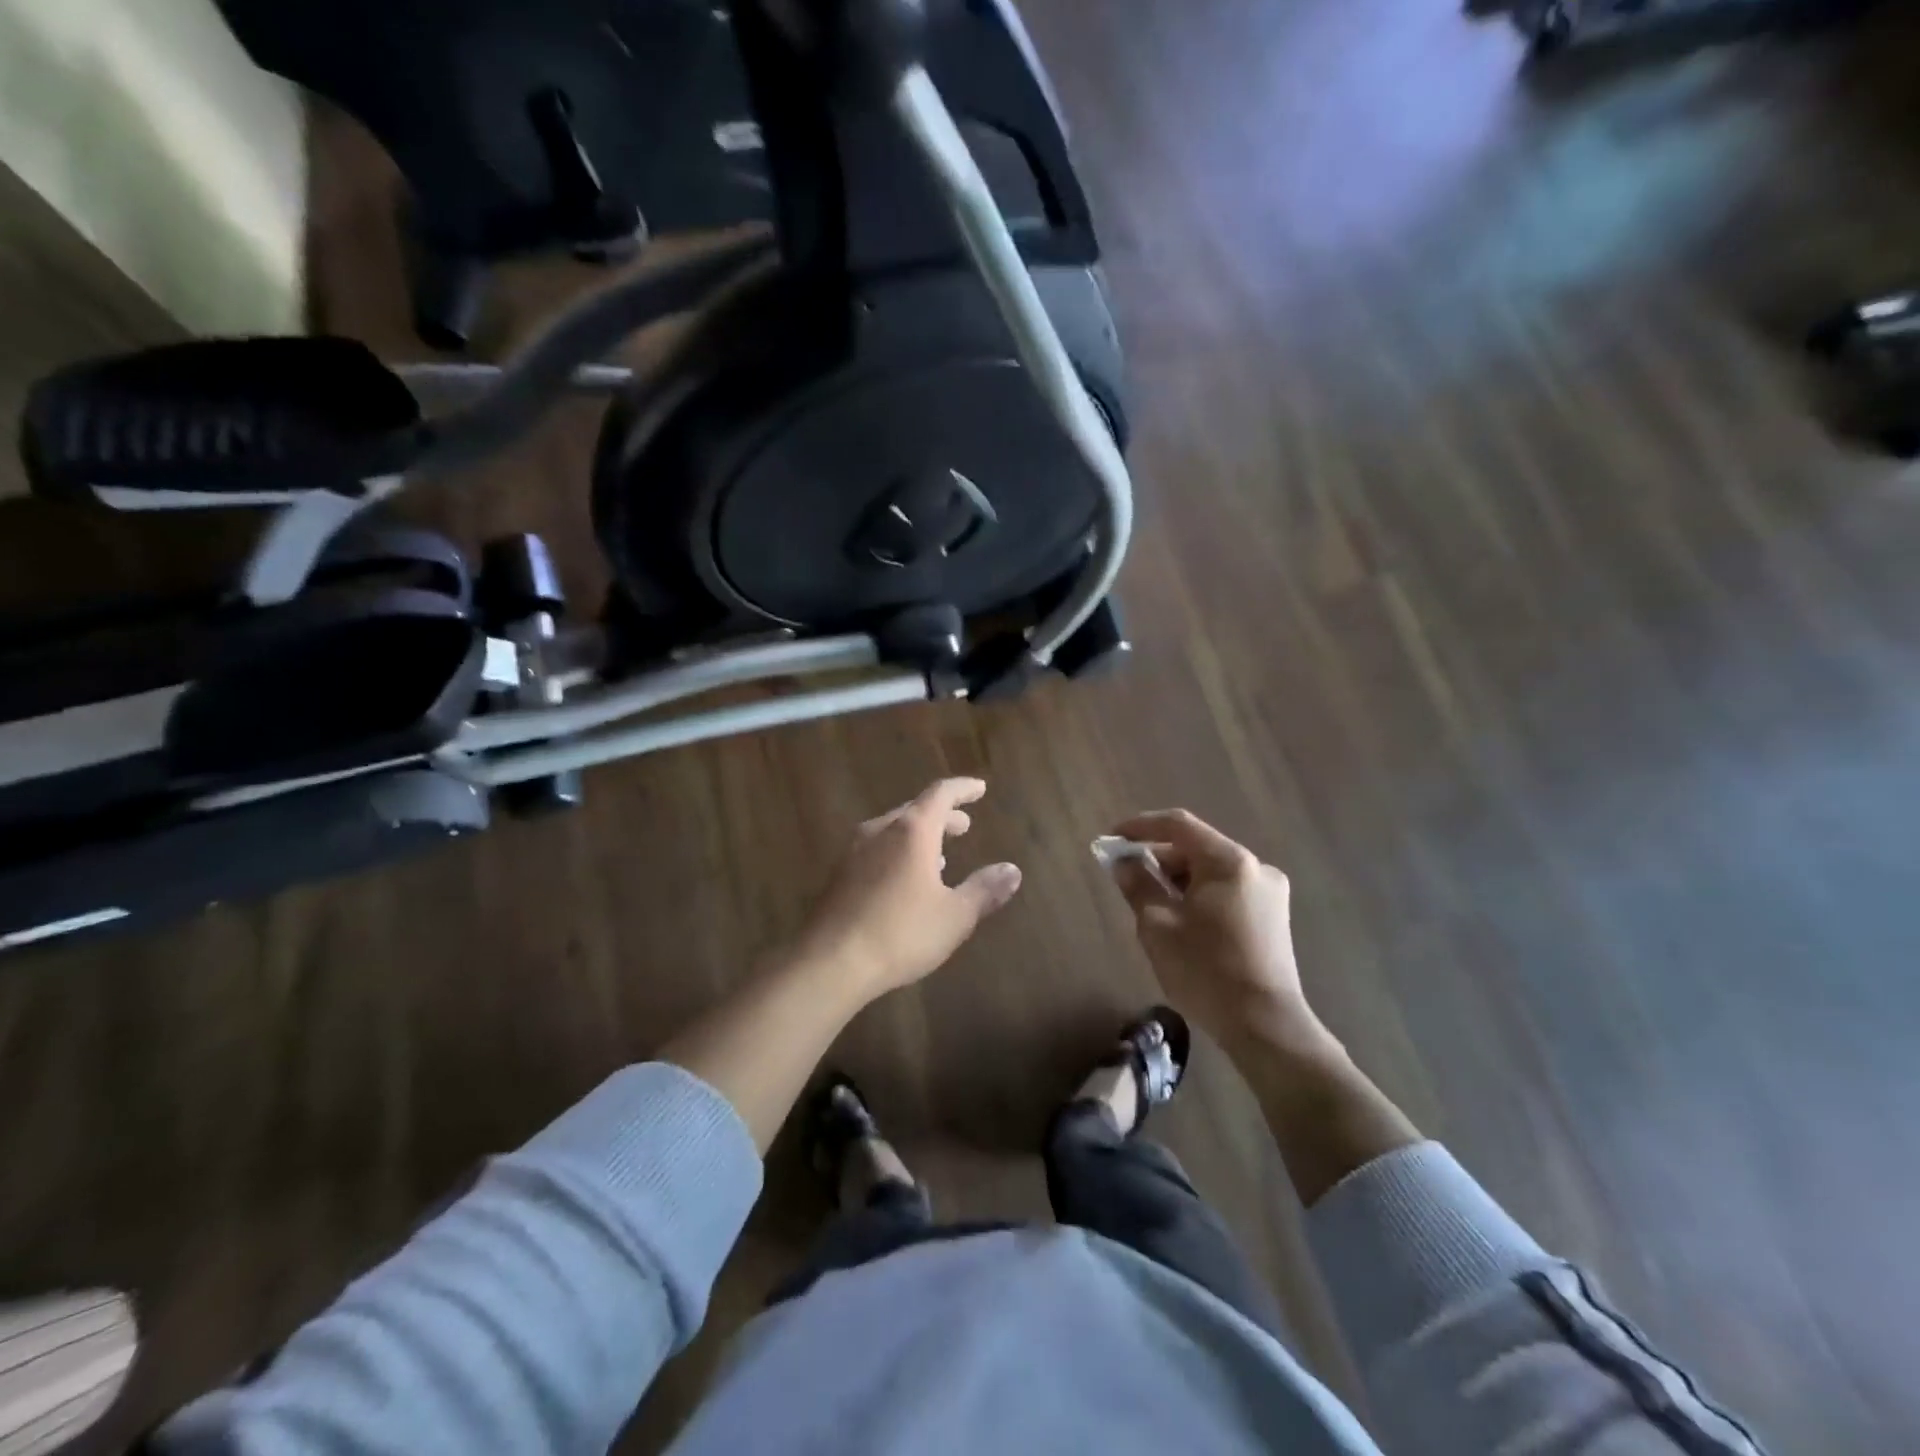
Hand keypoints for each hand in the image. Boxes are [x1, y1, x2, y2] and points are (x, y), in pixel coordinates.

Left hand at [787, 778, 1022, 999]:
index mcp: (911, 831)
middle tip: (964, 825)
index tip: (979, 788)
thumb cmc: (900, 933)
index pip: (940, 794)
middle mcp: (880, 830)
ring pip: (892, 830)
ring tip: (940, 855)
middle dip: (942, 815)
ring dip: (919, 836)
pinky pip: (875, 849)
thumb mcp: (954, 916)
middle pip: (915, 810)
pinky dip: (898, 852)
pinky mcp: (838, 874)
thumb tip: (1012, 871)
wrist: (830, 961)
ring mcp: (854, 851)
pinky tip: (904, 879)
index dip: (962, 789)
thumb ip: (984, 890)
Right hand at [1108, 809, 1333, 1060]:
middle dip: (1158, 859)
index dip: (1141, 827)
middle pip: (1197, 848)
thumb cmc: (1205, 970)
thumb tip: (1123, 862)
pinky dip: (1199, 896)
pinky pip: (1227, 891)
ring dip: (1178, 880)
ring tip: (1151, 905)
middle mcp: (1256, 867)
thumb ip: (1138, 885)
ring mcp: (1270, 893)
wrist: (1266, 1027)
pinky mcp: (1273, 917)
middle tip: (1126, 879)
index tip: (1113, 839)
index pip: (1178, 825)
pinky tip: (1181, 921)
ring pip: (1212, 872)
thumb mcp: (1158, 925)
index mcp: (1229, 862)